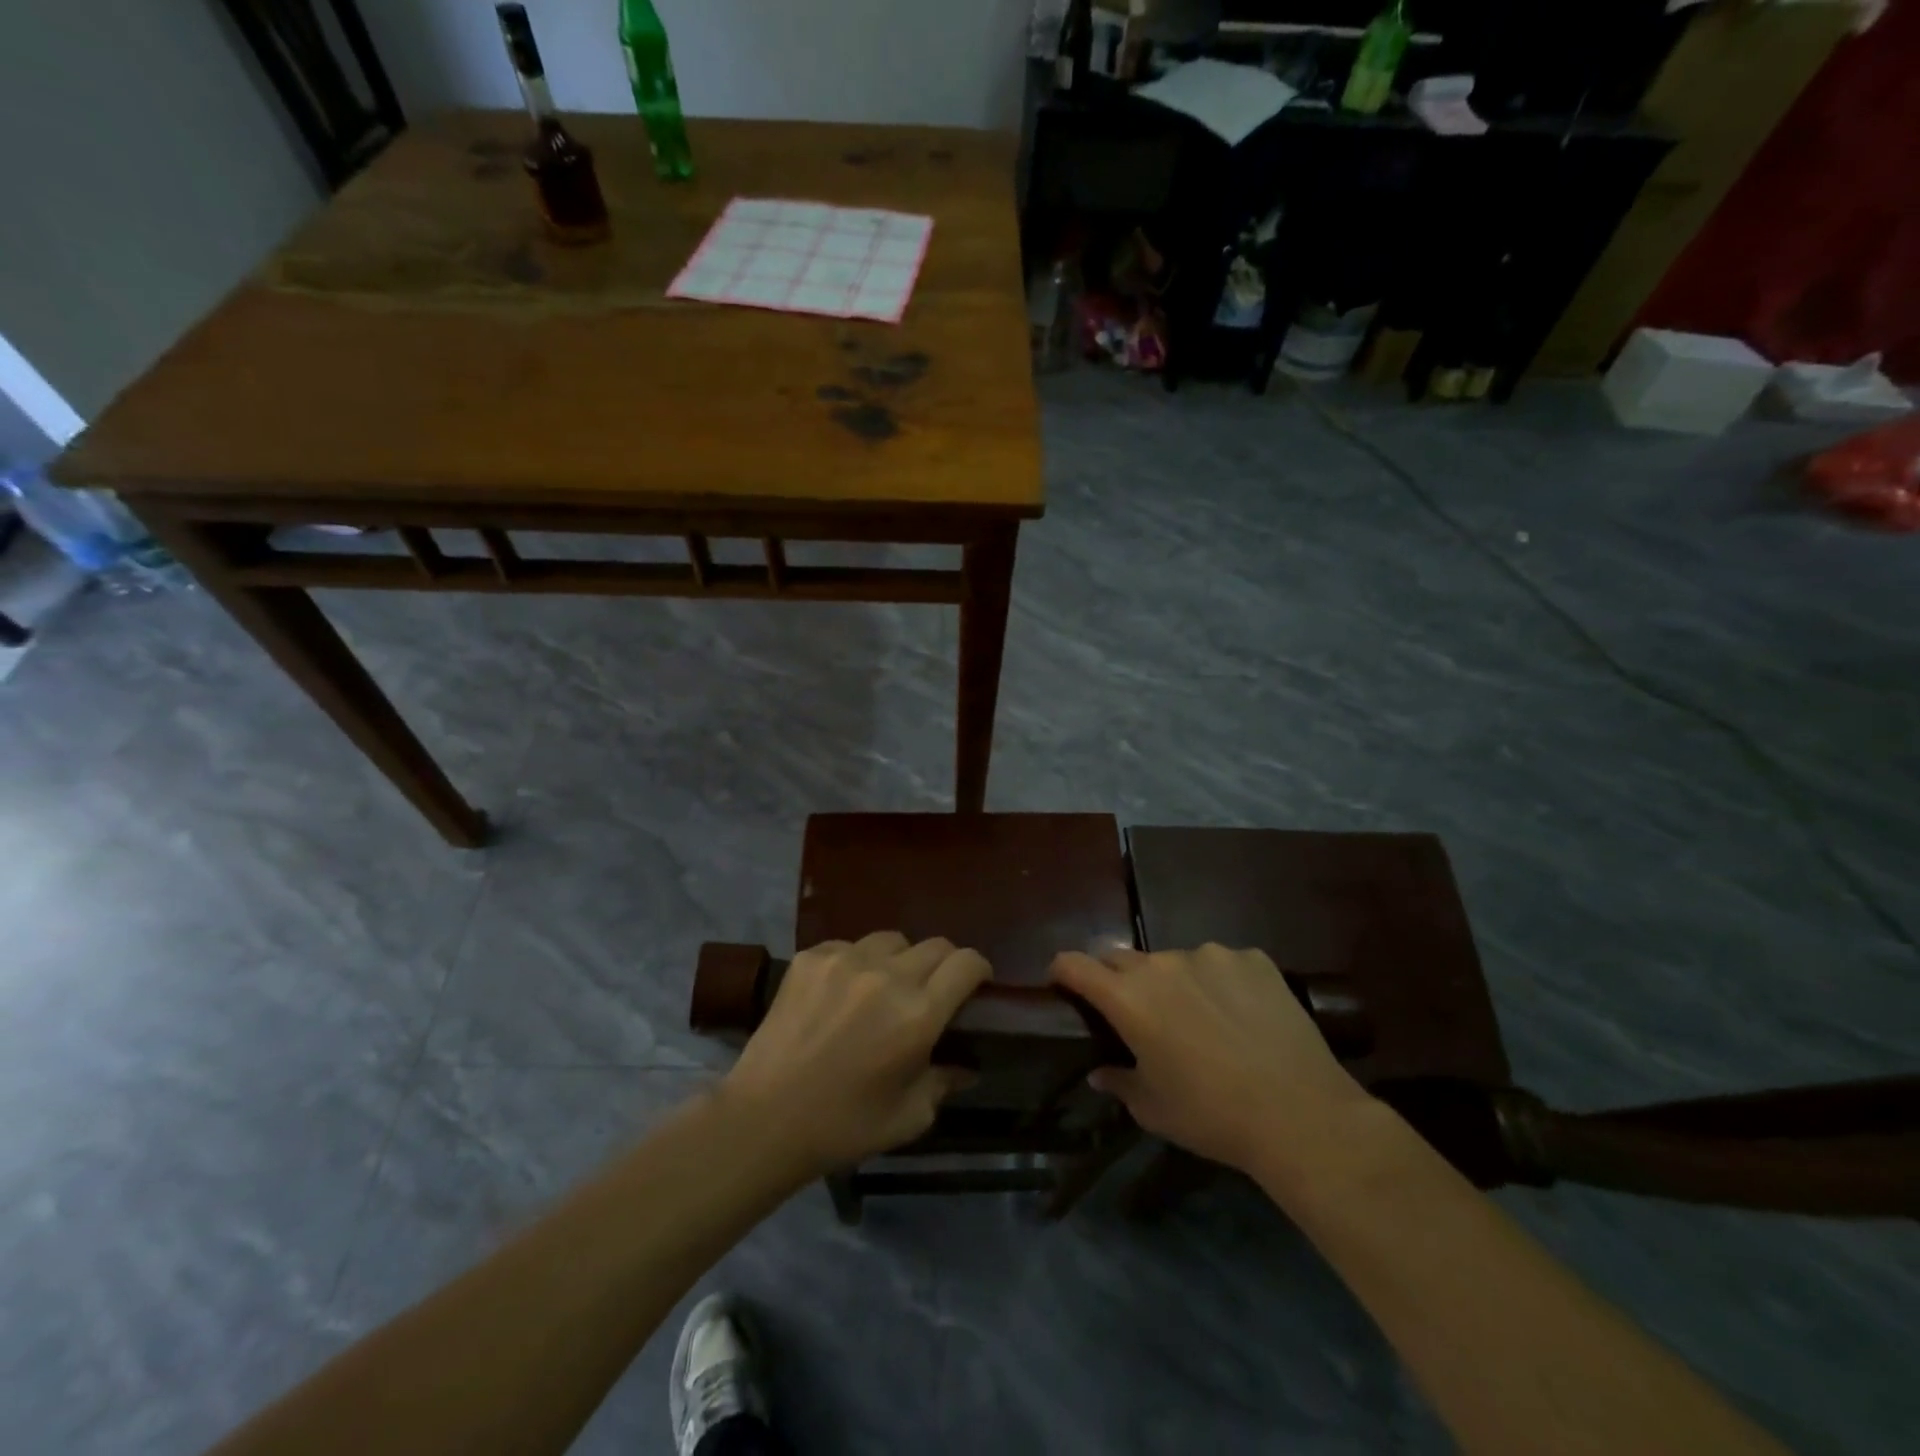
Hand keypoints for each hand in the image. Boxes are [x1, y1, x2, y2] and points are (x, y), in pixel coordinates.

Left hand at [722, 932, 989, 1176]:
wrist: (763, 1119)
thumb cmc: (843, 1126)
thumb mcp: (908, 1117)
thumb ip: (944, 1083)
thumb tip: (966, 1066)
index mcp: (918, 1014)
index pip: (966, 963)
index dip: (978, 969)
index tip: (976, 984)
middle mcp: (887, 976)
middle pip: (935, 945)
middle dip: (943, 965)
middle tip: (932, 991)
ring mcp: (845, 960)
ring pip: (892, 940)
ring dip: (899, 960)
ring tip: (884, 987)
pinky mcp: (810, 957)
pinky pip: (849, 945)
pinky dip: (856, 962)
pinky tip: (842, 992)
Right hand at [1051, 944, 1367, 1178]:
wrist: (1300, 1113)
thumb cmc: (1212, 1116)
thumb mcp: (1154, 1109)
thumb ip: (1119, 1082)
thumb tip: (1099, 1072)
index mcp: (1129, 998)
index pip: (1075, 963)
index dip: (1062, 971)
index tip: (1063, 985)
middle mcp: (1162, 964)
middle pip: (1122, 957)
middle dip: (1118, 979)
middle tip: (1136, 1014)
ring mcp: (1210, 955)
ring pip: (1176, 961)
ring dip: (1175, 982)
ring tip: (1201, 1019)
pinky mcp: (1252, 959)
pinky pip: (1222, 964)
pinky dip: (1220, 982)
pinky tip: (1242, 1015)